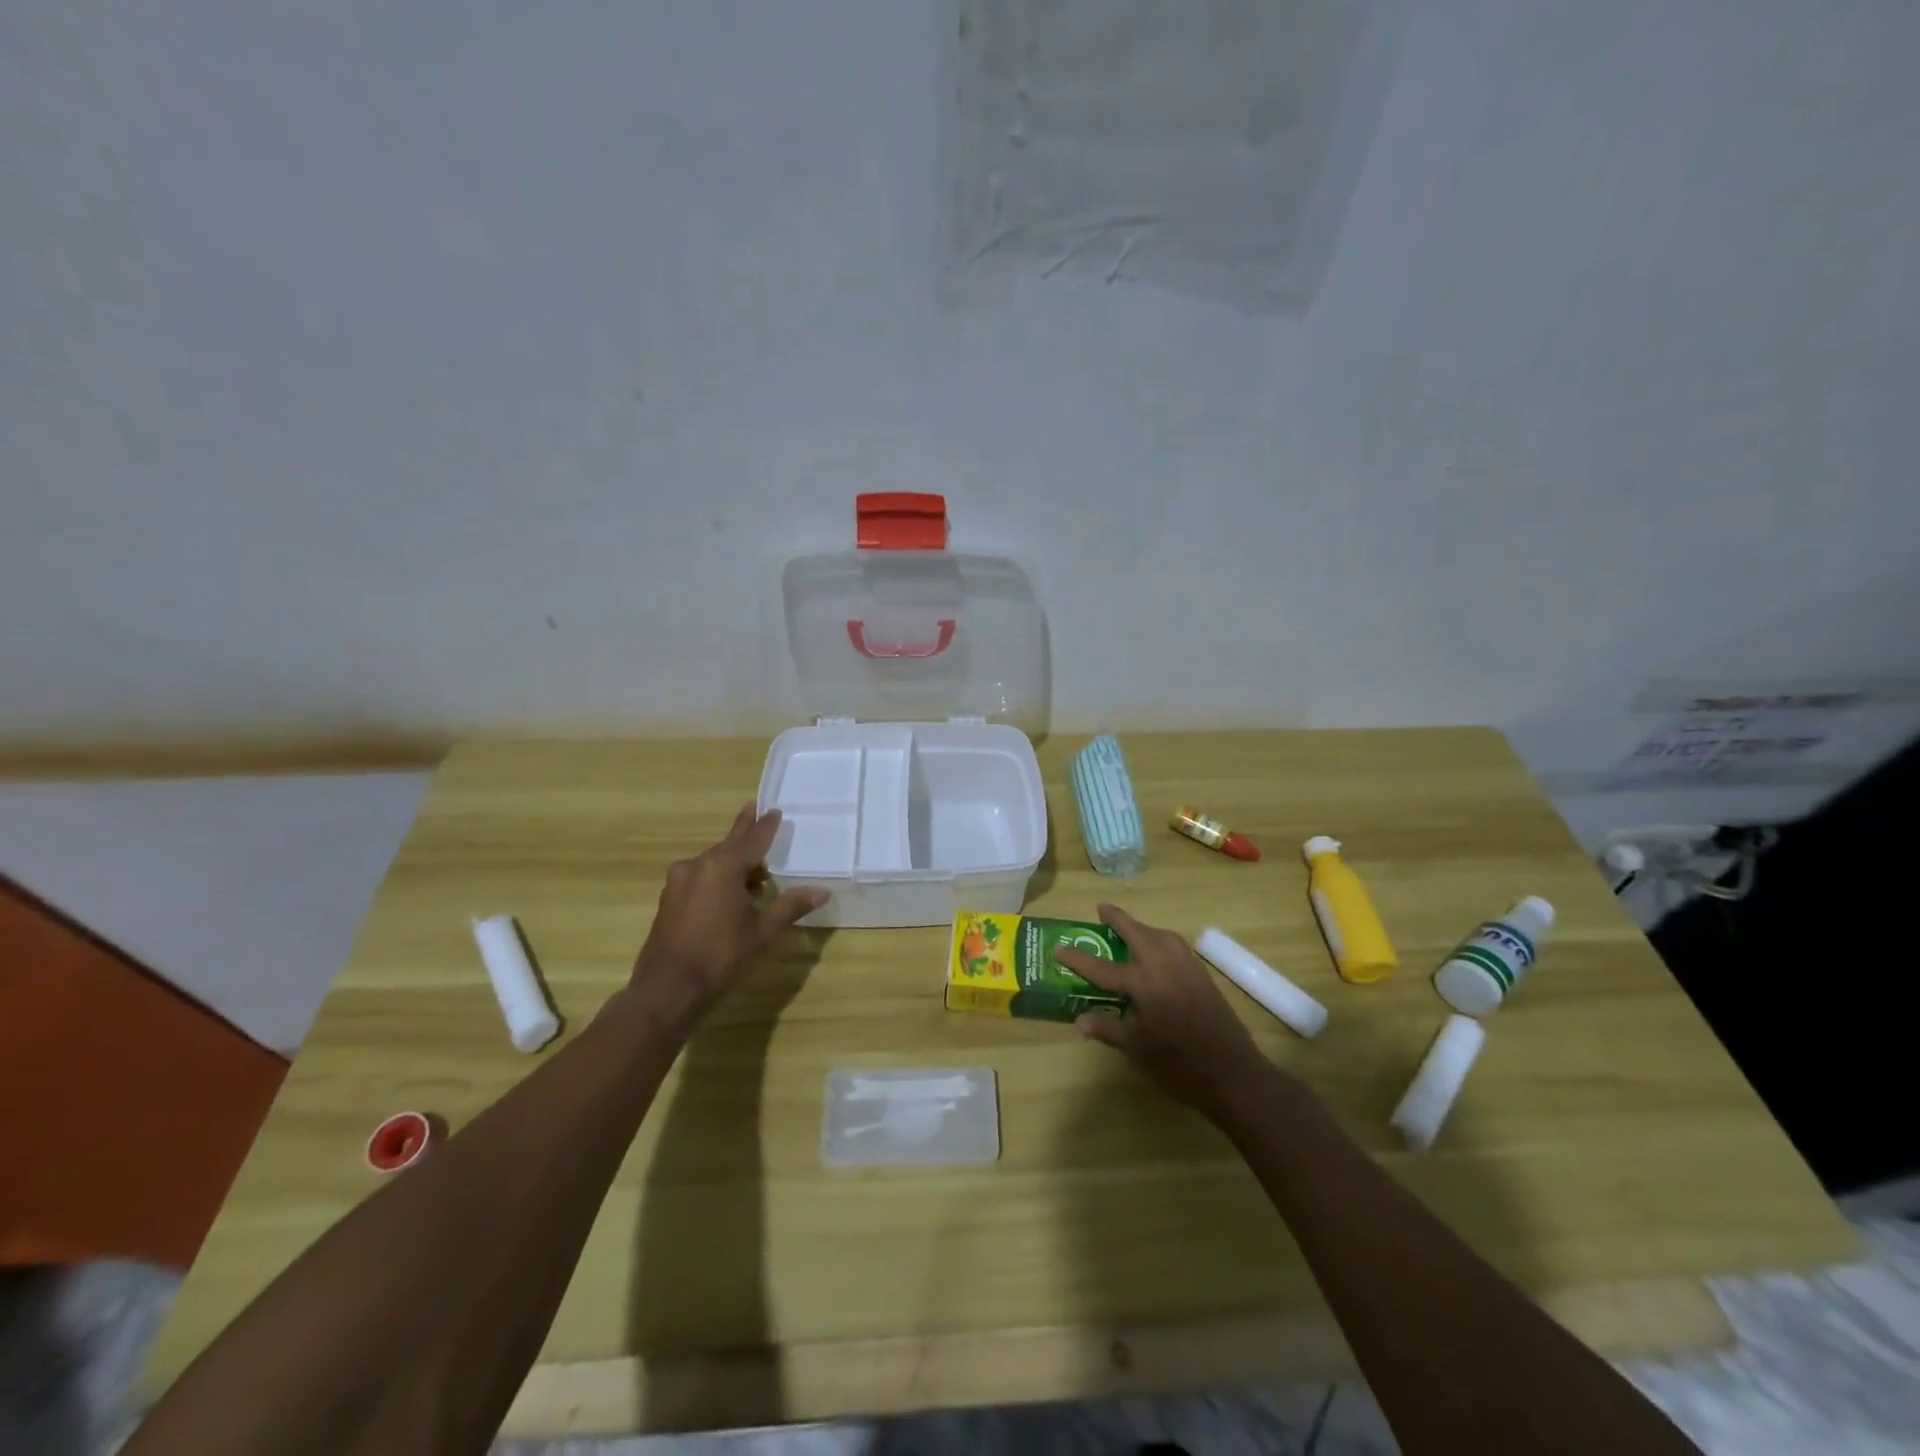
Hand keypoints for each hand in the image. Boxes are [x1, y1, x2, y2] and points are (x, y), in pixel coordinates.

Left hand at [626, 804, 827, 1034]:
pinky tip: (731, 893)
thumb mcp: (762, 931)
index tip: (775, 810)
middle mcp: (697, 866)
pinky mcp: (670, 899)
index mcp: (722, 867)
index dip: (766, 826)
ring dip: (733, 862)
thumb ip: (790, 906)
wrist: (668, 989)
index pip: (752, 840)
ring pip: (713, 863)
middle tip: (755, 810)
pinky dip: (718, 878)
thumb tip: (822, 891)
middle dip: (745, 833)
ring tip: (755, 868)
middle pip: (729, 845)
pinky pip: (700, 877)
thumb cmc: (721, 955)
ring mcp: (679, 882)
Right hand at [1056, 903, 1278, 1120]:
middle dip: (1118, 919)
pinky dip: (1162, 941)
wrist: (1235, 1075)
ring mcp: (1188, 969)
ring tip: (1130, 931)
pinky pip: (1177, 947)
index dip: (1079, 959)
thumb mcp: (1138, 1051)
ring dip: (1143, 928)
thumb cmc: (1180, 1067)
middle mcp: (1165, 966)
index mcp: (1145, 983)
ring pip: (1162, 936)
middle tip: (1102, 909)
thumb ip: (1109, 1029)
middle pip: (1138, 933)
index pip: (1103, 968)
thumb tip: (1080, 1020)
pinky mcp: (1204, 977)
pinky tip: (1159, 954)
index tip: (1059, 948)